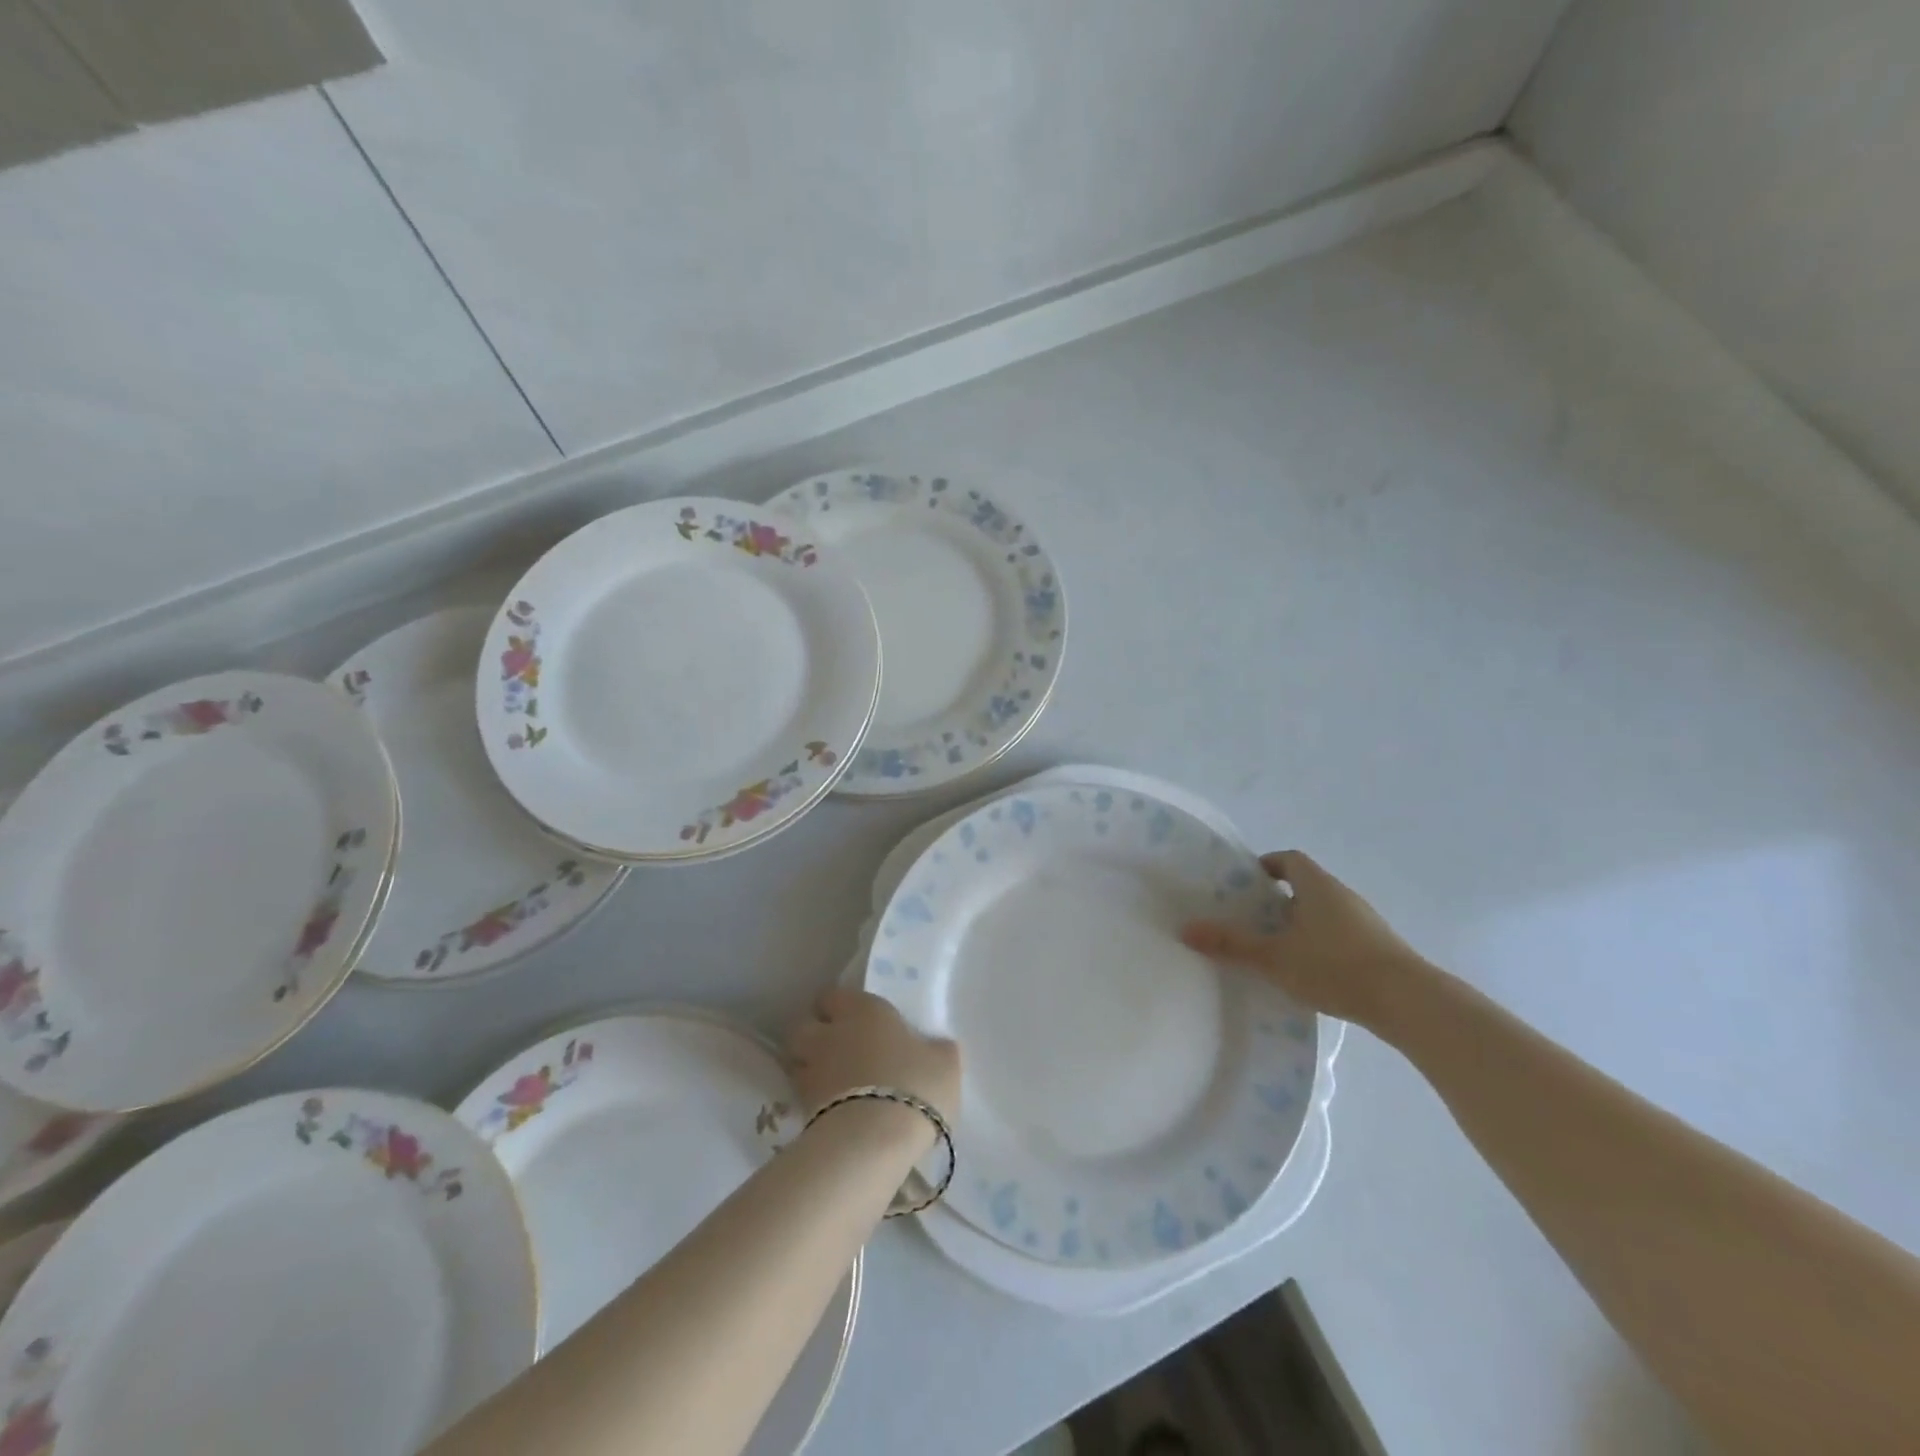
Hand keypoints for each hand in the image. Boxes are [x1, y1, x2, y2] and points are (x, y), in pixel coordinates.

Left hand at [786, 988, 961, 1122]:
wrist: (875, 1139)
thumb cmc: (915, 1085)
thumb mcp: (945, 1064)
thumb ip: (937, 1050)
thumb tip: (936, 1047)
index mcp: (864, 1010)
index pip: (833, 995)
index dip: (839, 1007)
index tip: (853, 1020)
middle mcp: (830, 1033)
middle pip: (804, 1026)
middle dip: (814, 1035)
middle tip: (836, 1050)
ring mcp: (811, 1071)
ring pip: (796, 1060)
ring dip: (808, 1067)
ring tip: (830, 1082)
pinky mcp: (801, 1108)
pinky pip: (801, 1095)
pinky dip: (811, 1099)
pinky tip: (831, 1110)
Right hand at [1181, 850, 1428, 1032]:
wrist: (1409, 1003)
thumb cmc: (1335, 967)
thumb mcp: (1274, 957)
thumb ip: (1231, 944)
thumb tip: (1186, 929)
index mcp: (1317, 886)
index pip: (1289, 860)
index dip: (1266, 866)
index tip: (1244, 884)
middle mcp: (1342, 896)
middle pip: (1305, 886)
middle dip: (1277, 899)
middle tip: (1249, 919)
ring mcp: (1365, 922)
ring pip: (1323, 913)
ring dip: (1299, 924)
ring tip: (1274, 949)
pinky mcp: (1379, 949)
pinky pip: (1340, 935)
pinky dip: (1320, 945)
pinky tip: (1307, 972)